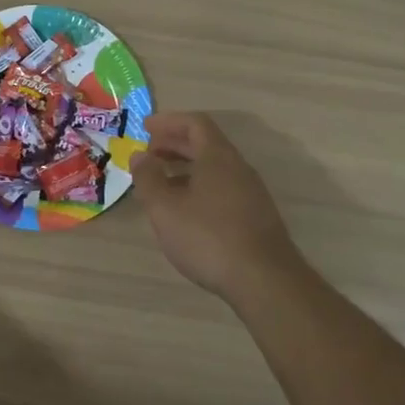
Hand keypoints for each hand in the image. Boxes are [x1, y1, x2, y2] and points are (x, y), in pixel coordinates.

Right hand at [131, 112, 300, 301]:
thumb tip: (140, 156)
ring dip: (185, 168)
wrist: (265, 282)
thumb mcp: (165, 208)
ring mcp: (251, 193)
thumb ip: (148, 178)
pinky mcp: (255, 216)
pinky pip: (222, 188)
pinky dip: (199, 187)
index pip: (195, 123)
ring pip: (214, 168)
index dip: (168, 122)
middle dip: (174, 144)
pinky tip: (185, 211)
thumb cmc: (208, 237)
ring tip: (161, 183)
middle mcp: (238, 168)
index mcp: (218, 157)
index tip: (145, 127)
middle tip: (148, 154)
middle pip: (205, 144)